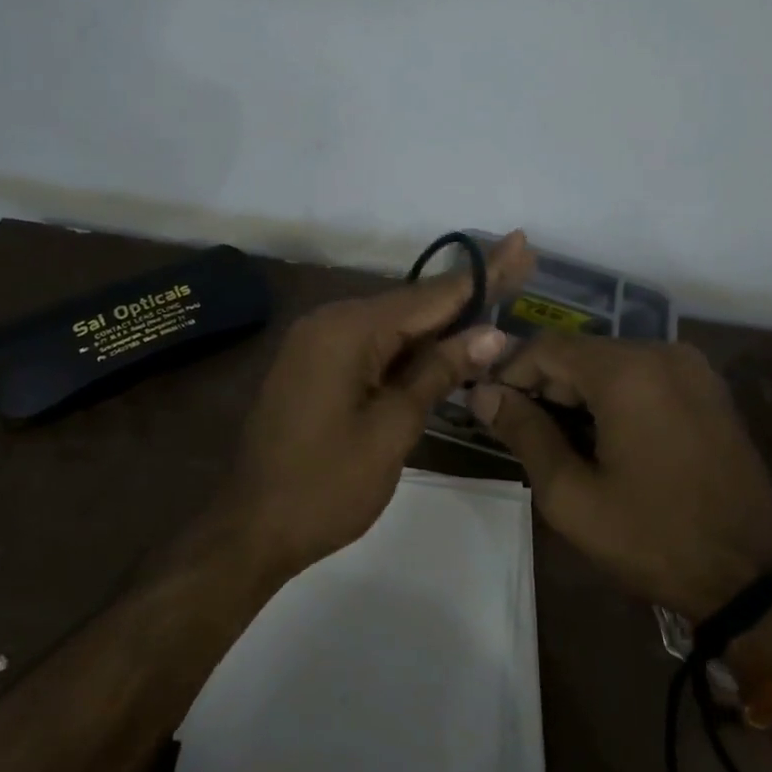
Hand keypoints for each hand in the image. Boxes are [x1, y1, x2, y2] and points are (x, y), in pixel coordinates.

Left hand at [233, 231, 535, 575]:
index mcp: (349, 329)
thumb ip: (438, 372)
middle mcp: (331, 321)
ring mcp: (319, 341)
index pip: (431, 296)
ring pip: (394, 323)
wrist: (251, 529)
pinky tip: (446, 337)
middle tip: (519, 263)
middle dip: (467, 291)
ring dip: (442, 318)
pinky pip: (373, 342)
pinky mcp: (316, 364)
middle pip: (413, 303)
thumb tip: (490, 334)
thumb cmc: (326, 486)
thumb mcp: (392, 429)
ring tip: (495, 296)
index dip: (482, 274)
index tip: (519, 242)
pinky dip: (411, 343)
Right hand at [470, 338, 771, 619]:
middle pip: (580, 352)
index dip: (510, 375)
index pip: (546, 348)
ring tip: (563, 442)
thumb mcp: (572, 496)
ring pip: (611, 362)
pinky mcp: (708, 387)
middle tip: (525, 435)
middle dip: (545, 387)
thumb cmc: (654, 537)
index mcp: (627, 371)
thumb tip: (483, 395)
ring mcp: (691, 367)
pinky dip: (614, 396)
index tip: (491, 411)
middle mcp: (661, 352)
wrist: (753, 577)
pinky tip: (607, 438)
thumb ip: (524, 433)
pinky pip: (644, 375)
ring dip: (579, 393)